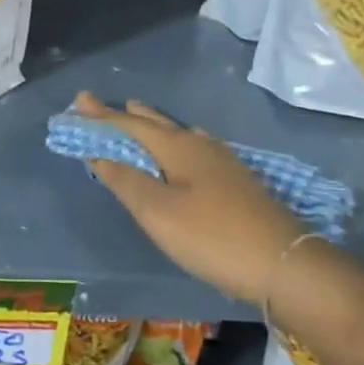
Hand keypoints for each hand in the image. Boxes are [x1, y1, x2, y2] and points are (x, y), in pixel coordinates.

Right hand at [74, 91, 306, 305]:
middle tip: (104, 107)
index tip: (79, 101)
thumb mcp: (159, 213)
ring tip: (139, 117)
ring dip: (153, 127)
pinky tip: (183, 152)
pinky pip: (193, 149)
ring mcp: (223, 162)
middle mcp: (200, 145)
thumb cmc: (212, 236)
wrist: (283, 263)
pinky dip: (173, 144)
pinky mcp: (236, 181)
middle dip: (128, 116)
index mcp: (178, 147)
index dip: (103, 116)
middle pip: (157, 124)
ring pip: (178, 134)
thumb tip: (99, 154)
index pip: (131, 125)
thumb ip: (127, 181)